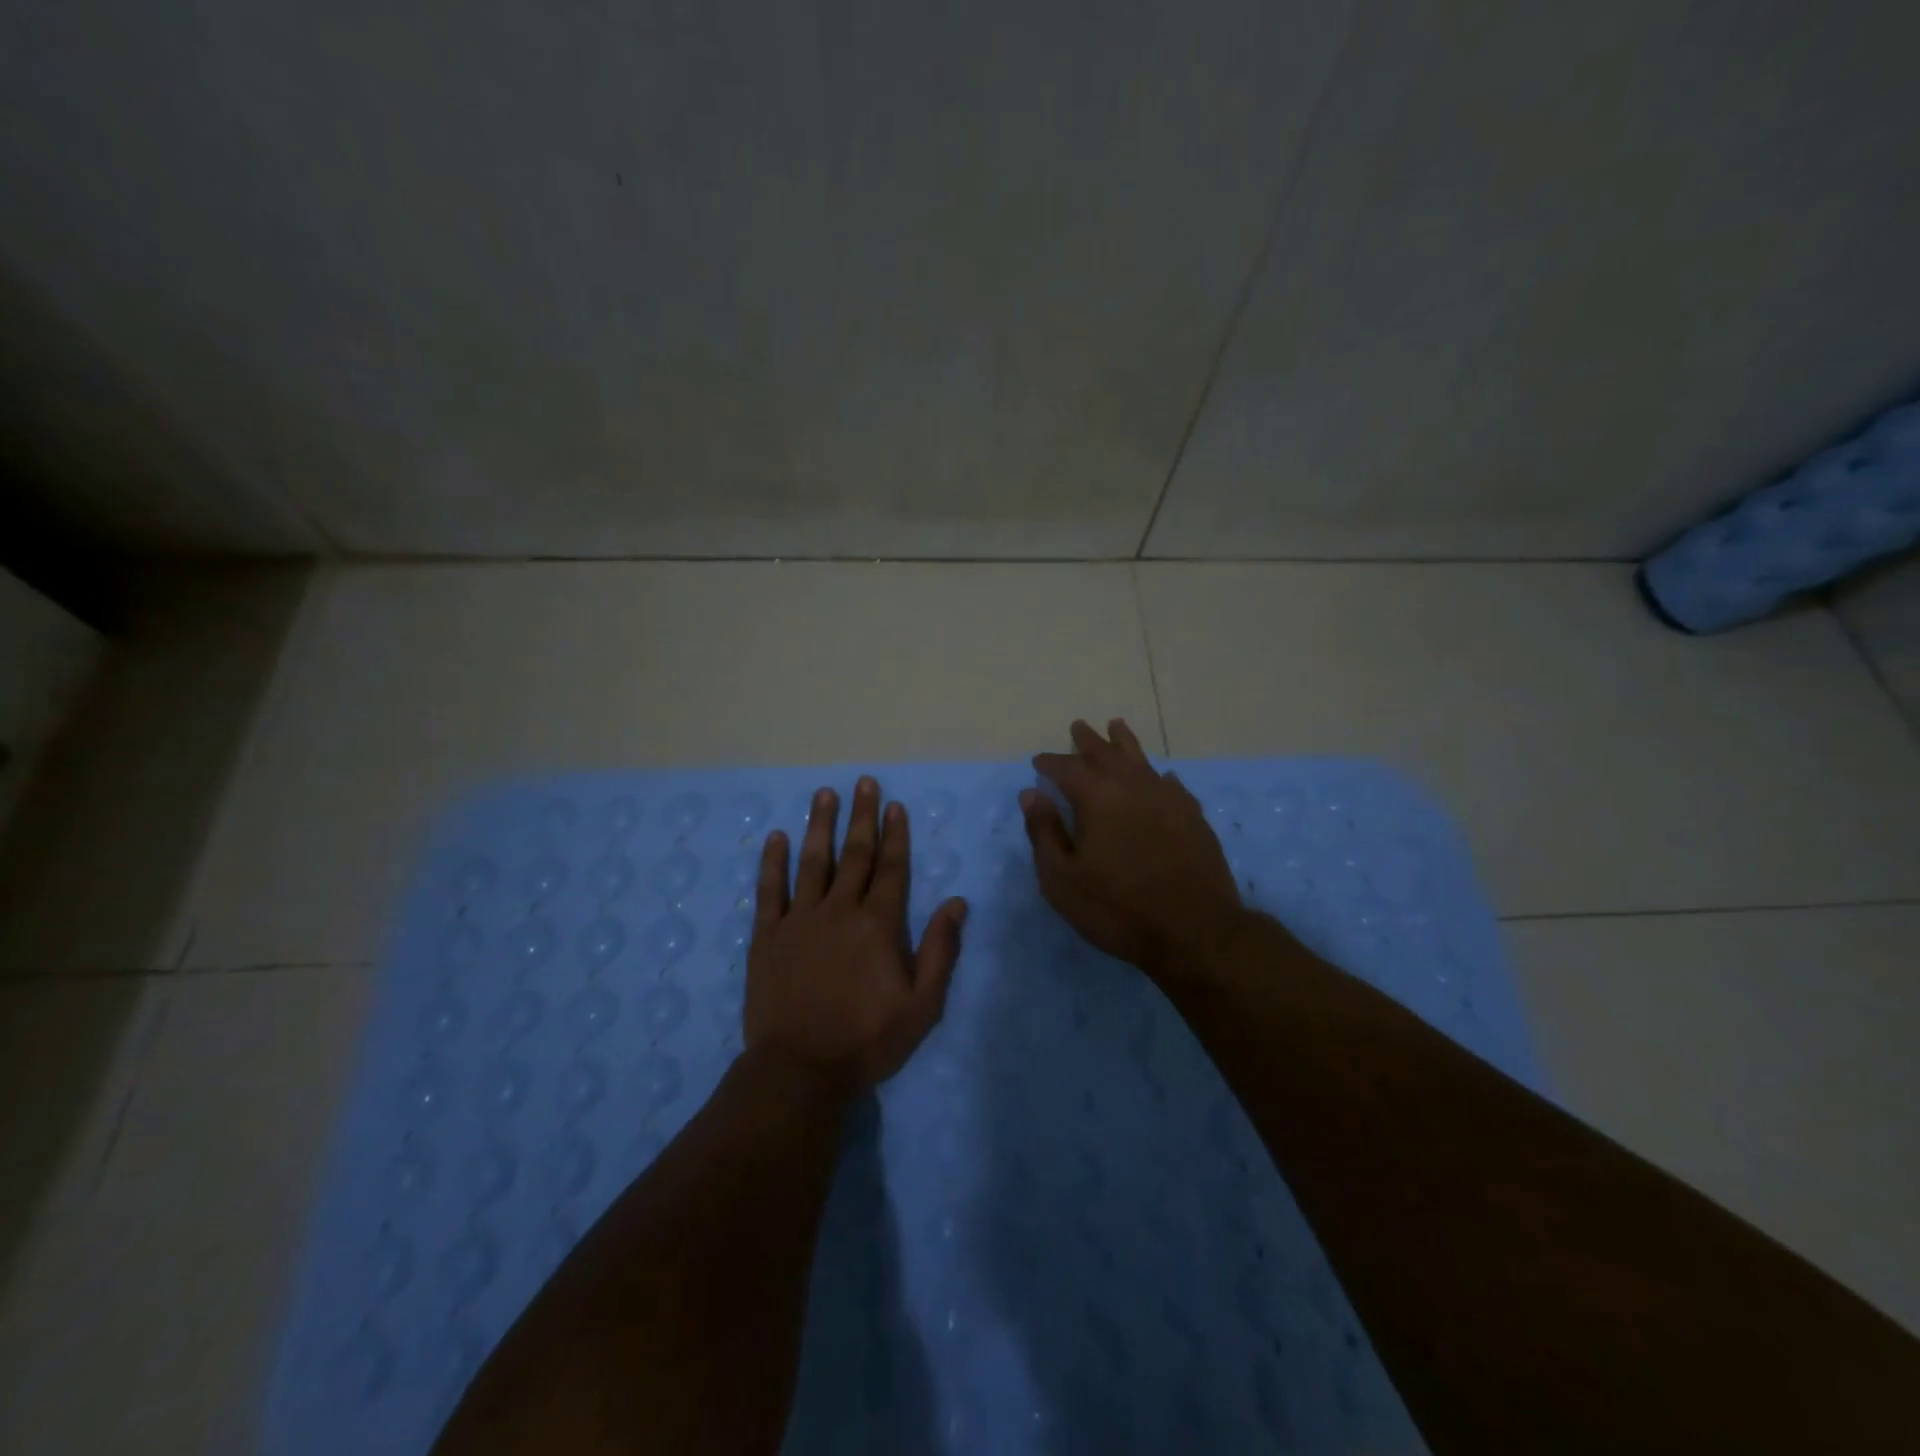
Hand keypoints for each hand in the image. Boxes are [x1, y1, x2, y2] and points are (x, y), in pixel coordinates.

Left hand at [744, 777, 967, 1093]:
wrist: (800, 1068)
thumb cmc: (867, 1039)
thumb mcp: (922, 1004)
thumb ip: (940, 950)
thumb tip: (957, 902)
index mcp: (878, 924)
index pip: (891, 868)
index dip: (895, 834)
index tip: (894, 805)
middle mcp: (839, 910)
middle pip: (854, 854)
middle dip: (861, 816)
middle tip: (864, 783)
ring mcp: (799, 919)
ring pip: (812, 861)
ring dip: (819, 825)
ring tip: (824, 794)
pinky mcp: (767, 935)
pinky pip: (770, 890)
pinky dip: (772, 862)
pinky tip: (776, 837)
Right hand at [1021, 719, 1250, 983]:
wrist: (1194, 932)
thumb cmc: (1117, 909)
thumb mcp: (1062, 879)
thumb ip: (1045, 832)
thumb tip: (1031, 794)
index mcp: (1098, 798)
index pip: (1067, 769)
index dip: (1051, 763)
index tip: (1039, 761)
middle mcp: (1133, 787)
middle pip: (1107, 754)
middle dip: (1089, 741)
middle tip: (1078, 727)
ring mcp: (1168, 799)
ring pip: (1141, 761)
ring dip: (1125, 743)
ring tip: (1117, 726)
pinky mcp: (1193, 817)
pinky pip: (1171, 784)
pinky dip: (1158, 775)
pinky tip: (1160, 776)